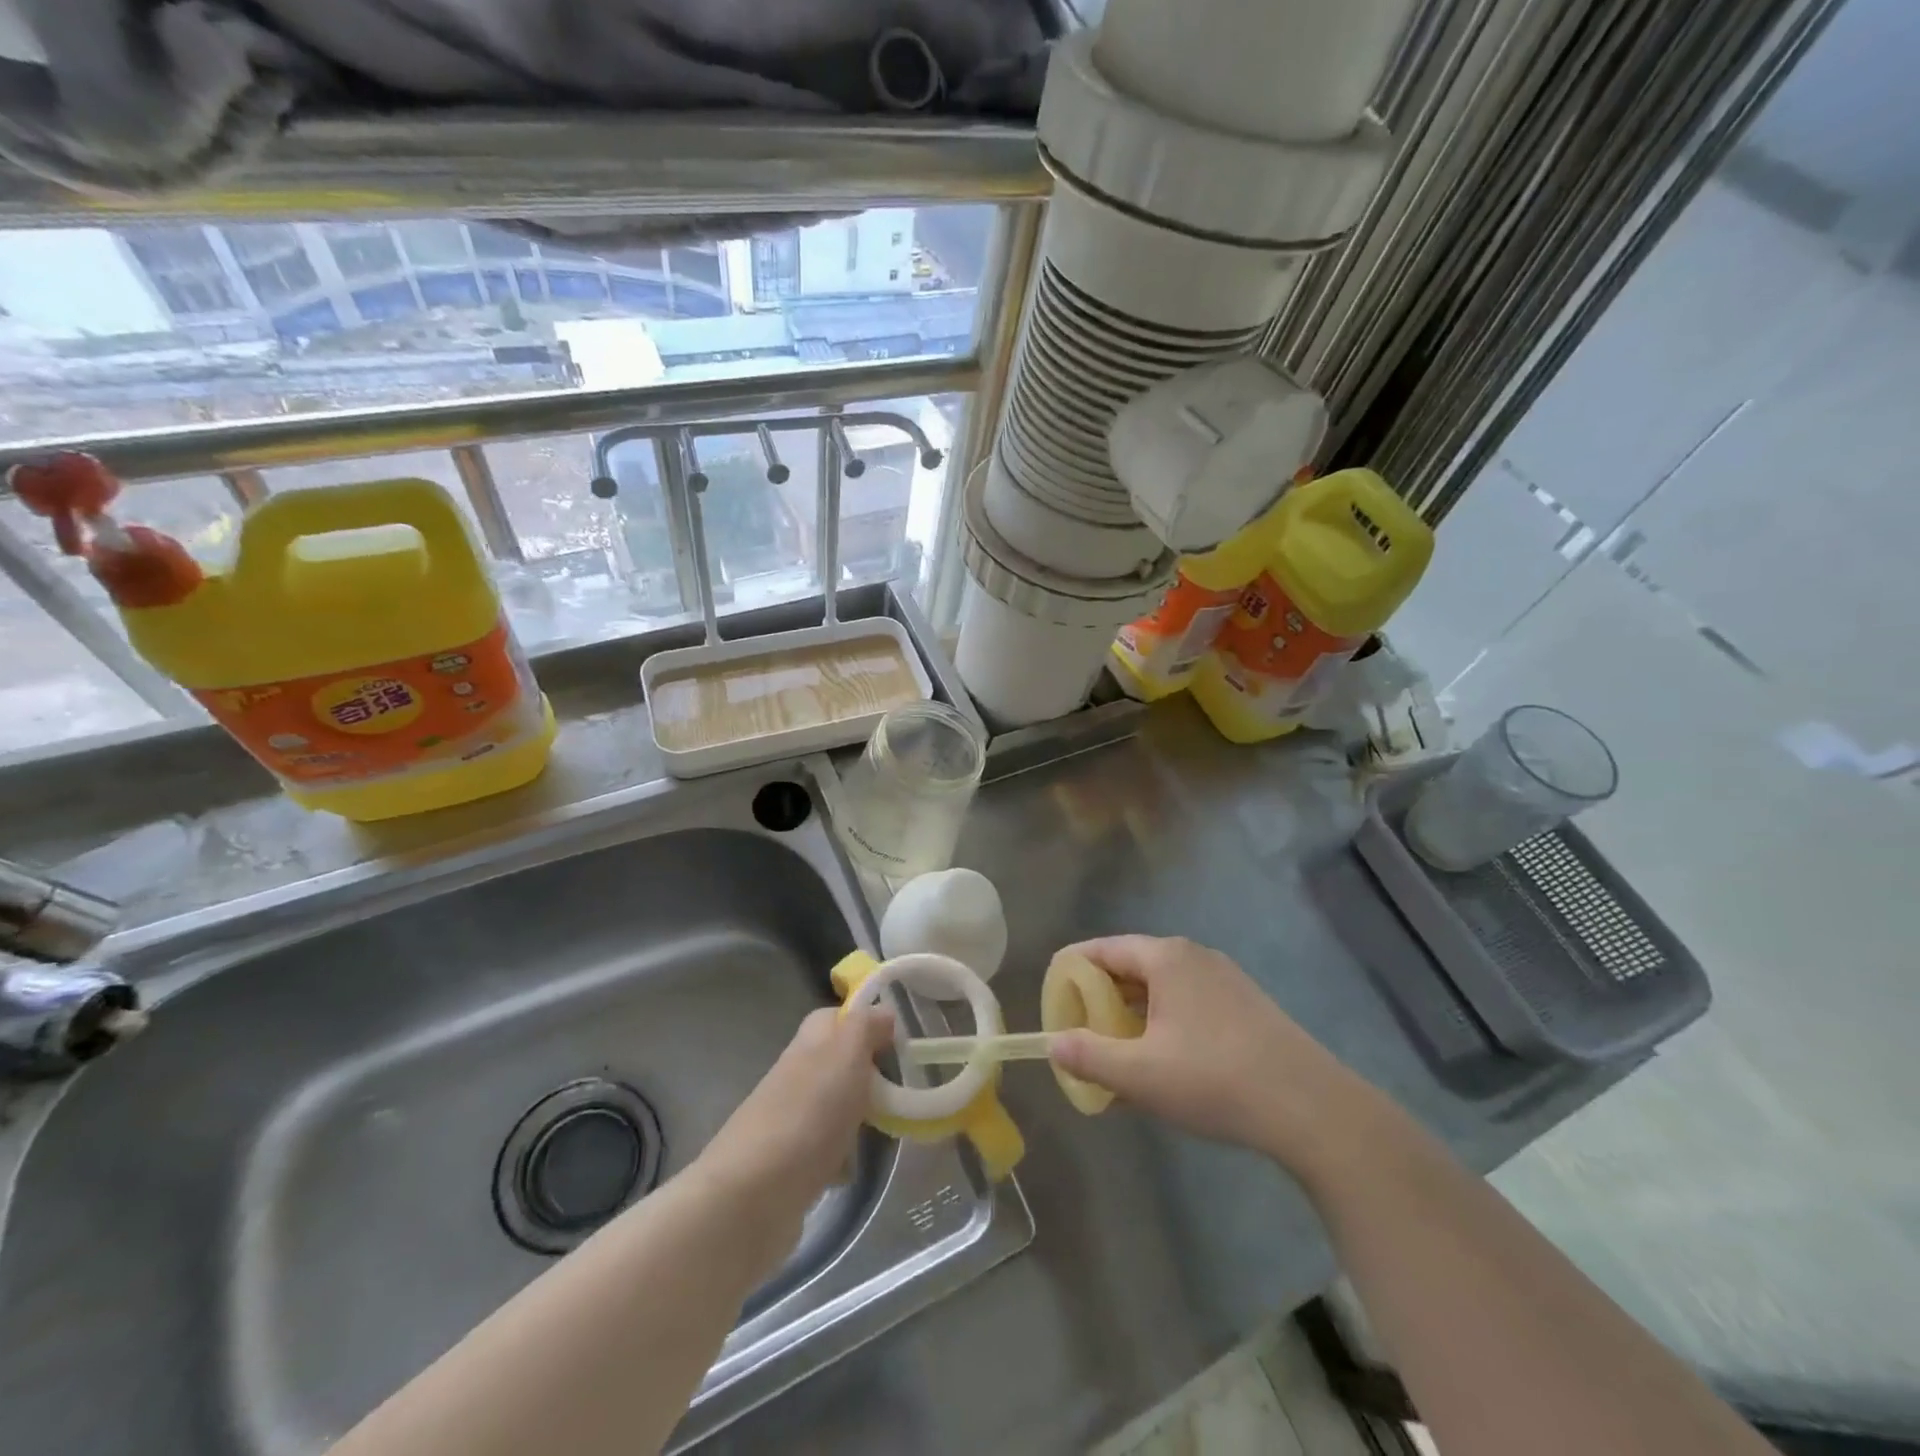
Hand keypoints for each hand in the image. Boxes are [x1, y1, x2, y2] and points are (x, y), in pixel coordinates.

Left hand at [697, 1006, 893, 1214]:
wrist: (752, 1197)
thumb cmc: (808, 1113)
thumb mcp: (847, 1054)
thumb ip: (867, 1027)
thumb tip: (884, 1011)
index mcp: (810, 1042)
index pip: (839, 1018)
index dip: (868, 1024)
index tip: (902, 1042)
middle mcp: (798, 1073)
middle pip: (841, 1064)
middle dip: (871, 1076)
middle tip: (903, 1090)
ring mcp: (792, 1119)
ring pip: (837, 1106)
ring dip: (860, 1117)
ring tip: (889, 1130)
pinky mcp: (791, 1163)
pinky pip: (828, 1149)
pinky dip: (843, 1158)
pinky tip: (854, 1168)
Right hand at [1049, 936, 1391, 1176]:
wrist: (1311, 1109)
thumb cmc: (1214, 1080)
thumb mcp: (1140, 1074)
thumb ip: (1089, 1056)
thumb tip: (1054, 1044)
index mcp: (1165, 957)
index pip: (1102, 949)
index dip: (1072, 971)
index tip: (1053, 997)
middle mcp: (1193, 956)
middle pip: (1131, 965)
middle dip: (1100, 996)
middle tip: (1080, 1029)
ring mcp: (1224, 978)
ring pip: (1161, 986)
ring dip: (1132, 1013)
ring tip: (1116, 1049)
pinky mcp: (1245, 1005)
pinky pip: (1187, 1002)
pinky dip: (1163, 1021)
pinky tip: (1162, 1060)